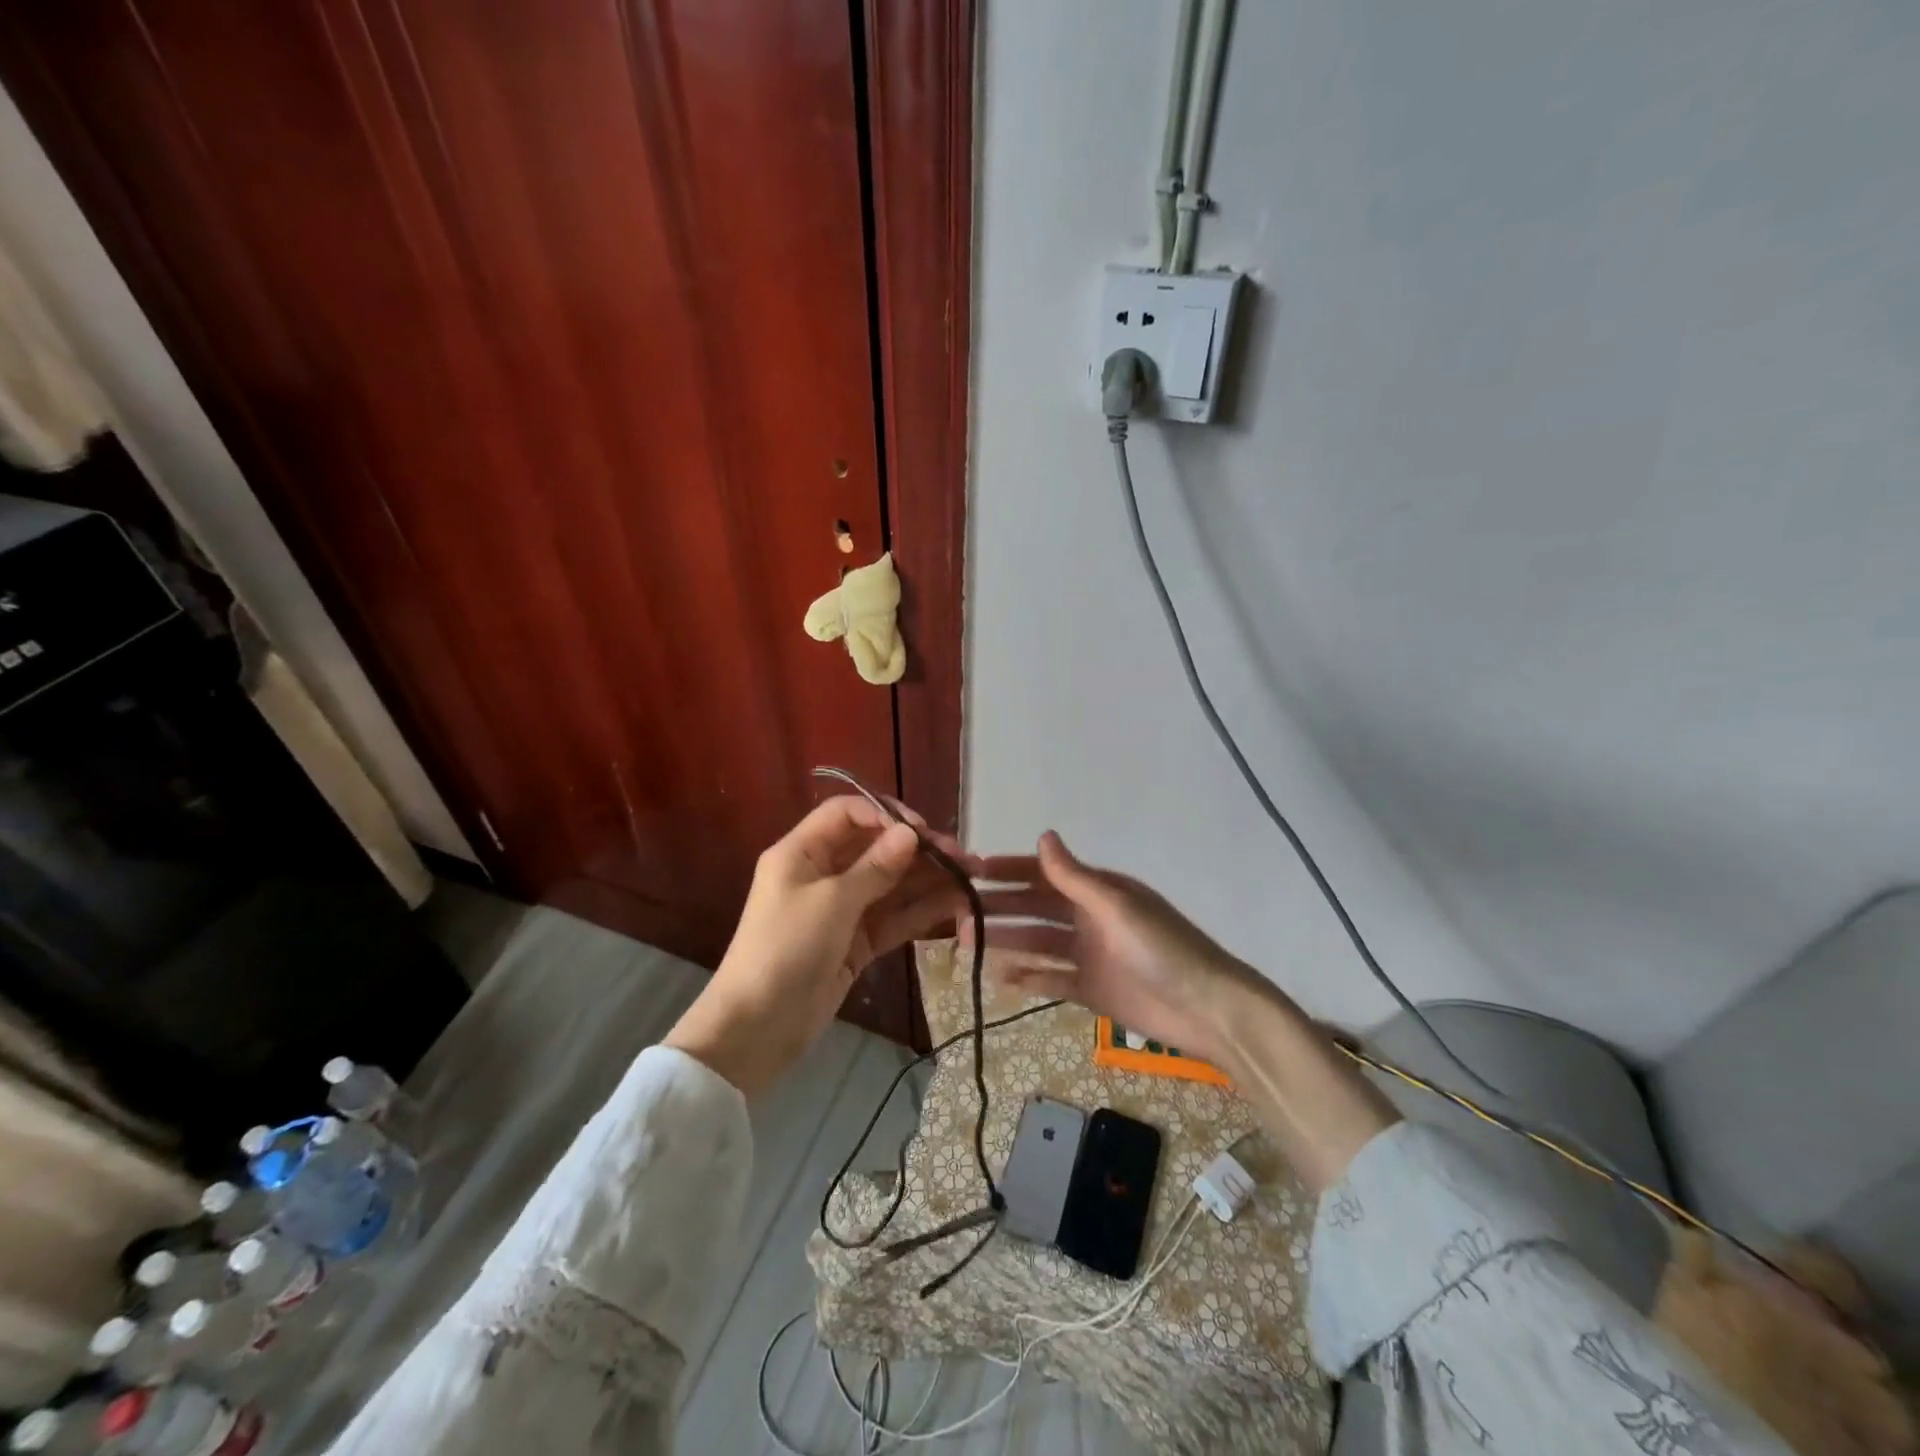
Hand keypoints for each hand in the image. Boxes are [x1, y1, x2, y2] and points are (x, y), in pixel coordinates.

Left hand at [666, 796, 973, 1096]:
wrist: (757, 1028)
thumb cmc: (786, 948)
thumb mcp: (831, 902)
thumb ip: (875, 867)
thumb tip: (910, 833)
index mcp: (802, 852)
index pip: (847, 814)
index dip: (885, 815)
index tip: (922, 831)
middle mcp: (822, 874)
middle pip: (875, 848)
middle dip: (918, 850)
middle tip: (962, 857)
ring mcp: (841, 910)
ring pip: (890, 885)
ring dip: (928, 880)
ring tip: (971, 879)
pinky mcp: (855, 943)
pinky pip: (892, 918)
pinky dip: (920, 911)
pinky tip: (955, 905)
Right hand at [968, 831, 1266, 1066]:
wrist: (1206, 1009)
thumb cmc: (1161, 949)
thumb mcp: (1116, 907)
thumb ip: (1074, 877)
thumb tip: (1043, 834)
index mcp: (1097, 891)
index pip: (1045, 873)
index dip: (1009, 870)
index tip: (972, 871)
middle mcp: (1089, 917)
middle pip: (1035, 908)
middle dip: (1000, 908)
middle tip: (957, 914)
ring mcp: (1089, 954)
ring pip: (1037, 942)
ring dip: (1006, 940)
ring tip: (966, 944)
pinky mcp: (1091, 989)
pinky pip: (1050, 978)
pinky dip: (1026, 976)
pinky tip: (998, 978)